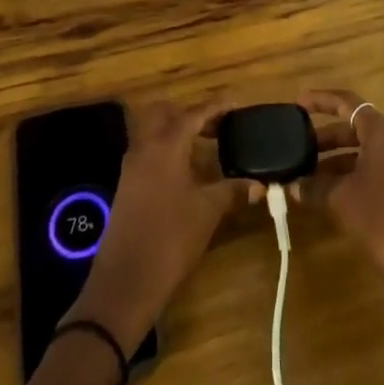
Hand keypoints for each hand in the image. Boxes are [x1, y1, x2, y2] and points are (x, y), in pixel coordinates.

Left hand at [63, 99, 248, 352]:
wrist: (125, 281)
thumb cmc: (171, 239)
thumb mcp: (207, 212)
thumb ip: (232, 190)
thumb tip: (258, 184)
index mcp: (166, 145)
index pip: (194, 113)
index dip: (216, 106)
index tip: (236, 103)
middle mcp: (145, 146)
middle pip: (165, 112)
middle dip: (190, 113)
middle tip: (217, 126)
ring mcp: (132, 165)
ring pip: (153, 131)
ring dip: (176, 131)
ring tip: (204, 146)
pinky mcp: (126, 184)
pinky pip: (147, 151)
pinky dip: (167, 149)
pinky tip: (185, 171)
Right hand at [296, 88, 383, 353]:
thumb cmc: (379, 217)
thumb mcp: (340, 197)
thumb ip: (314, 185)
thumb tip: (293, 185)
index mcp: (382, 132)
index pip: (348, 102)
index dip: (321, 100)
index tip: (298, 104)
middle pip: (355, 127)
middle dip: (326, 136)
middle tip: (298, 145)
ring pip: (363, 150)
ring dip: (336, 159)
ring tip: (307, 173)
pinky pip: (373, 168)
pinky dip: (350, 174)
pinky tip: (329, 192)